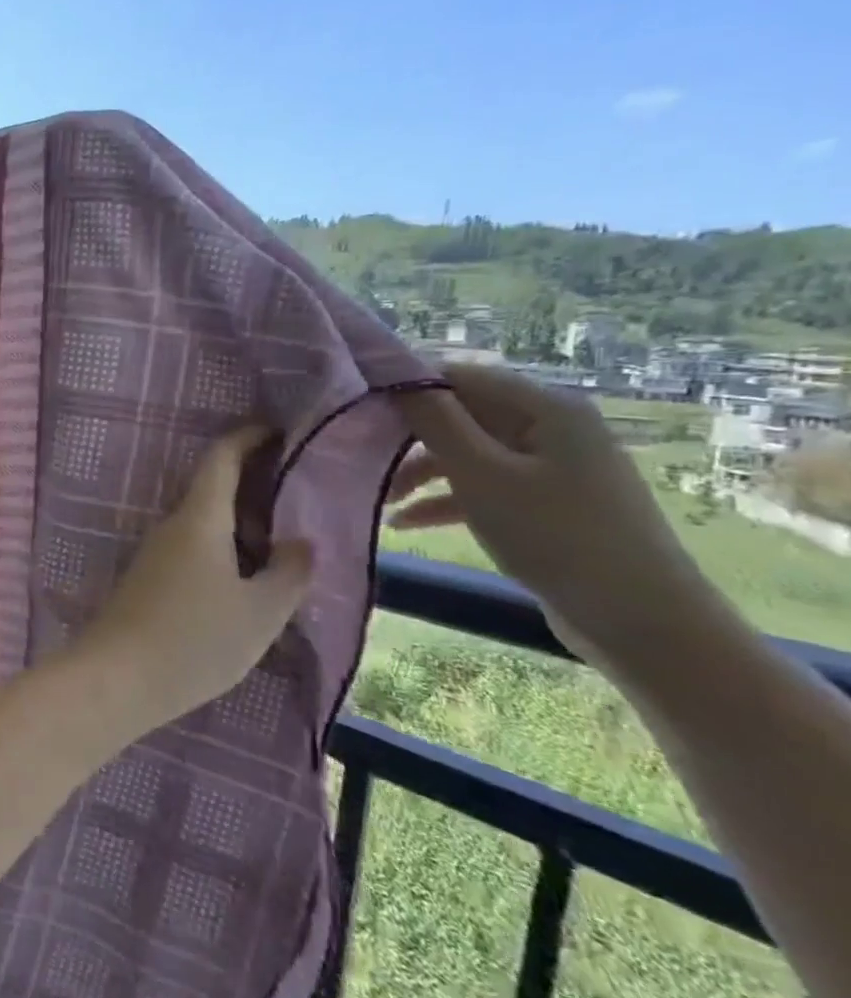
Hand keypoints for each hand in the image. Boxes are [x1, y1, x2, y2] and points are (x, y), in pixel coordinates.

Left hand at [82, 425, 314, 723]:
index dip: (248, 438)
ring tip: (284, 551)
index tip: (277, 431)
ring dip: (241, 527)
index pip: (221, 458)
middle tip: (301, 505)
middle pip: (213, 490)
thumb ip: (289, 572)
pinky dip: (223, 552)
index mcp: (198, 518)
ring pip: (204, 524)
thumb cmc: (195, 639)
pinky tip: (246, 583)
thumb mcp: (260, 611)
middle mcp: (171, 526)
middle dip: (255, 490)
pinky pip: (192, 550)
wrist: (117, 677)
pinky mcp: (148, 579)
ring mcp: (154, 553)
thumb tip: (299, 542)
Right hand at [389, 365, 715, 667]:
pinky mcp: (545, 503)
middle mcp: (550, 428)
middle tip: (361, 461)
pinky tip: (406, 524)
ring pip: (467, 455)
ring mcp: (550, 467)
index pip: (460, 377)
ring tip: (380, 501)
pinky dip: (445, 501)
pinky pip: (484, 487)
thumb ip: (436, 422)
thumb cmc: (554, 535)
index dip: (408, 389)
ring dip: (421, 474)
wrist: (639, 620)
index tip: (358, 412)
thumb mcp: (482, 475)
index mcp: (545, 408)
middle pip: (462, 417)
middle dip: (409, 440)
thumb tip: (397, 380)